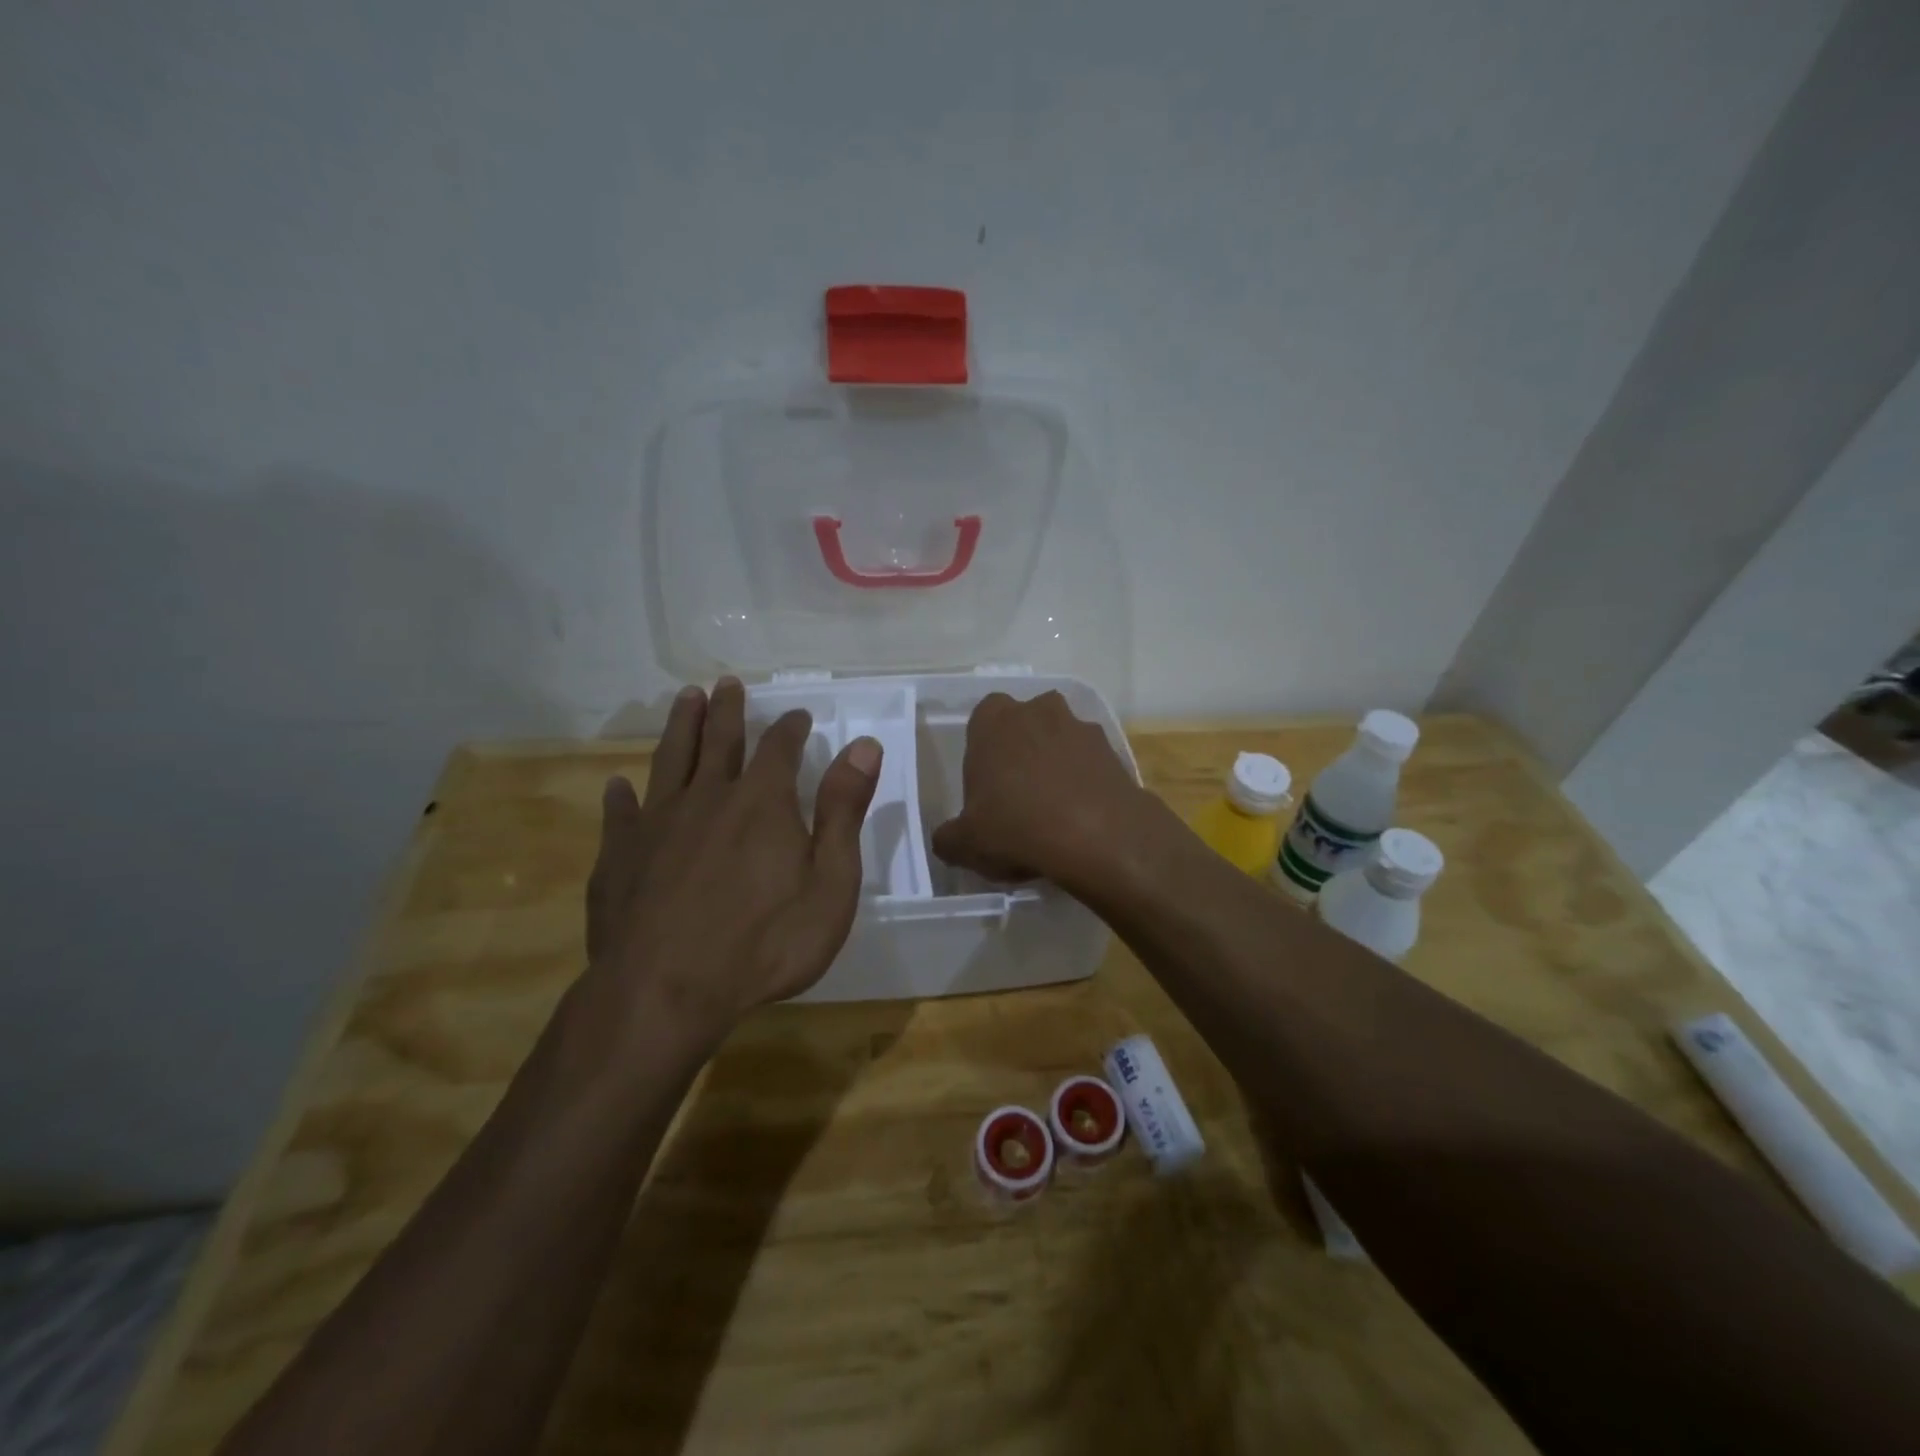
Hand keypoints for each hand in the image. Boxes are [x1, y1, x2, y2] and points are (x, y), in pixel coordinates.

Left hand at [586, 678, 881, 1045]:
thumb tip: (864, 746)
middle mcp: (708, 797)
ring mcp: (657, 824)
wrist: (666, 991)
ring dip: (680, 727)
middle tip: (726, 683)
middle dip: (727, 710)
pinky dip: (622, 797)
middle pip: (718, 740)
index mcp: (762, 801)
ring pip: (670, 760)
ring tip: (684, 699)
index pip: (780, 748)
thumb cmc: (765, 942)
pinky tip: (618, 786)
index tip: (798, 715)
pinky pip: (621, 815)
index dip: (791, 728)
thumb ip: (844, 810)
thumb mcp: (830, 882)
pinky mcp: (620, 856)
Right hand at [930, 690, 1160, 891]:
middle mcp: (1038, 711)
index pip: (982, 719)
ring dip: (1056, 764)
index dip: (983, 751)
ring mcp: (1081, 728)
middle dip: (1021, 751)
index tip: (985, 785)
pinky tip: (1082, 818)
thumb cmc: (1017, 827)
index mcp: (994, 720)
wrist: (1099, 837)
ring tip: (1053, 811)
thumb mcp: (965, 843)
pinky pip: (1090, 763)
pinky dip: (1085, 782)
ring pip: (1060, 741)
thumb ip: (949, 837)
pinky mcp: (1114, 752)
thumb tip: (948, 840)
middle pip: (1024, 725)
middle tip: (1017, 796)